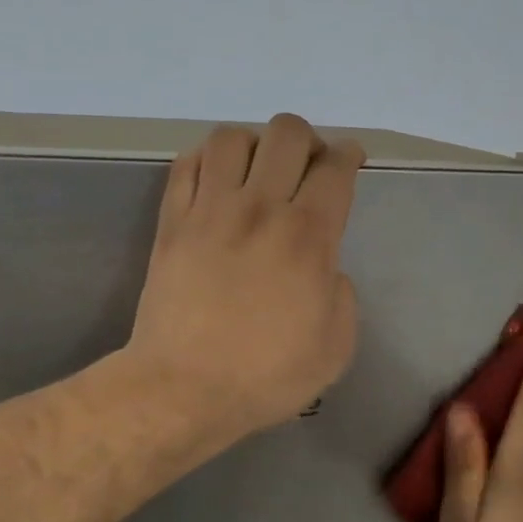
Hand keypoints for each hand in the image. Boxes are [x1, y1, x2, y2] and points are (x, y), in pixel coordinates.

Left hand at [126, 114, 365, 441]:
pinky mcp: (172, 222)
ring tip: (257, 173)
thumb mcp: (335, 348)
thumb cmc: (265, 376)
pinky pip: (187, 164)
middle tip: (307, 170)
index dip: (349, 154)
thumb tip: (326, 269)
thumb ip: (342, 296)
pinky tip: (217, 181)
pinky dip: (206, 159)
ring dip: (255, 145)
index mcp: (307, 236)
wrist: (184, 388)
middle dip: (308, 141)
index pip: (335, 168)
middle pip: (287, 133)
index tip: (350, 160)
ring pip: (232, 137)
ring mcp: (209, 210)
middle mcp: (259, 208)